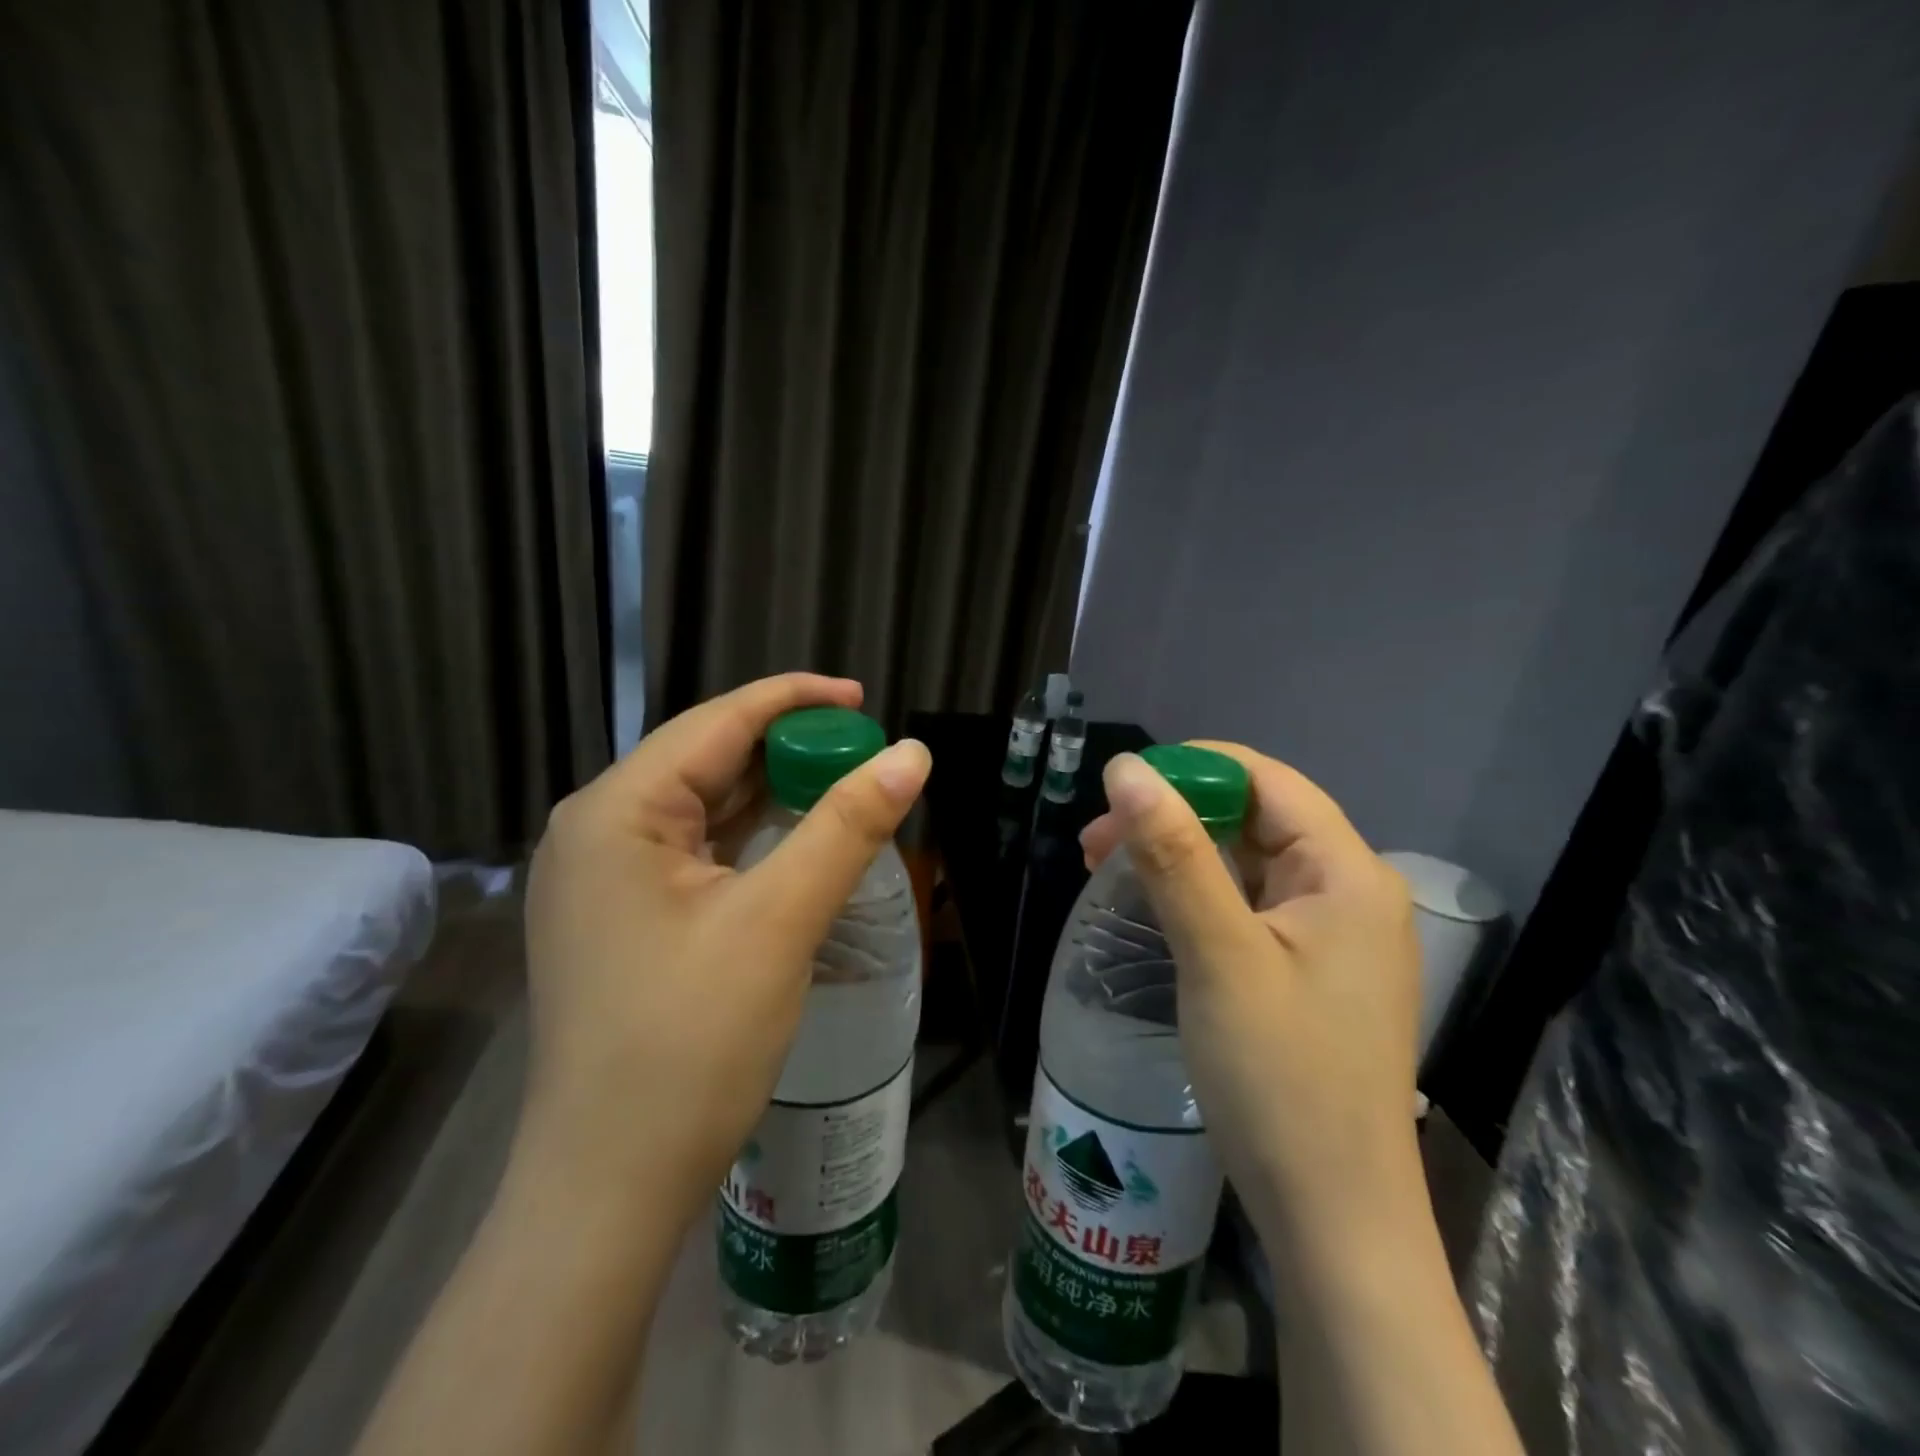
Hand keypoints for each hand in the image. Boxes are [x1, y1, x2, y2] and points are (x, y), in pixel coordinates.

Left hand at [519, 673, 931, 1229]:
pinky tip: (794, 841)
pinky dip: (750, 838)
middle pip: (707, 759)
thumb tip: (911, 754)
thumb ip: (847, 826)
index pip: (716, 722)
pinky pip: (695, 852)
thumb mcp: (779, 922)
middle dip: (787, 749)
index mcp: (617, 811)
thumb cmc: (690, 1044)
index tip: (864, 700)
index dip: (794, 700)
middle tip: (864, 753)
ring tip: (842, 787)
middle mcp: (598, 830)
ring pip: (703, 808)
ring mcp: (603, 878)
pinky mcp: (622, 917)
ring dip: (772, 794)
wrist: (610, 1185)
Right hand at [1080, 745, 1420, 1244]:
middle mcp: (1349, 892)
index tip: (1117, 788)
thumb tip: (1127, 769)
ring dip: (1178, 856)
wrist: (1332, 1218)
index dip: (1191, 769)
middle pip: (1255, 819)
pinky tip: (1153, 909)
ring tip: (1107, 870)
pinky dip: (1197, 896)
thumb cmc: (1280, 1078)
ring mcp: (1332, 935)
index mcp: (1347, 873)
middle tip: (1096, 842)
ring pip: (1245, 863)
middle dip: (1173, 816)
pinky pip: (1248, 906)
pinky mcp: (1309, 970)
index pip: (1267, 781)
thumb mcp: (1219, 955)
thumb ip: (1173, 855)